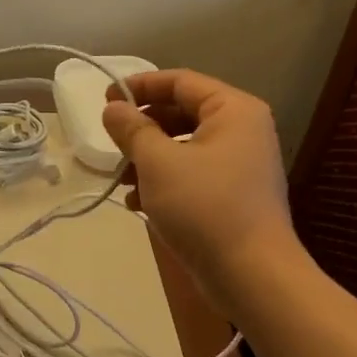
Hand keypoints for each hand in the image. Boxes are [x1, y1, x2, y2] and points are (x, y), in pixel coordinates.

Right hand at [102, 70, 294, 308]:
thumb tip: (113, 109)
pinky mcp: (232, 195)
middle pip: (182, 113)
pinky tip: (139, 204)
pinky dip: (164, 183)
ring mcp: (240, 165)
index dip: (140, 86)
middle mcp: (242, 130)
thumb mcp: (158, 163)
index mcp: (233, 110)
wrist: (251, 274)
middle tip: (113, 144)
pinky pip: (192, 175)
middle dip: (143, 129)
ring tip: (123, 181)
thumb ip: (132, 130)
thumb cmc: (204, 207)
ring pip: (183, 147)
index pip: (181, 81)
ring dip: (148, 160)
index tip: (105, 100)